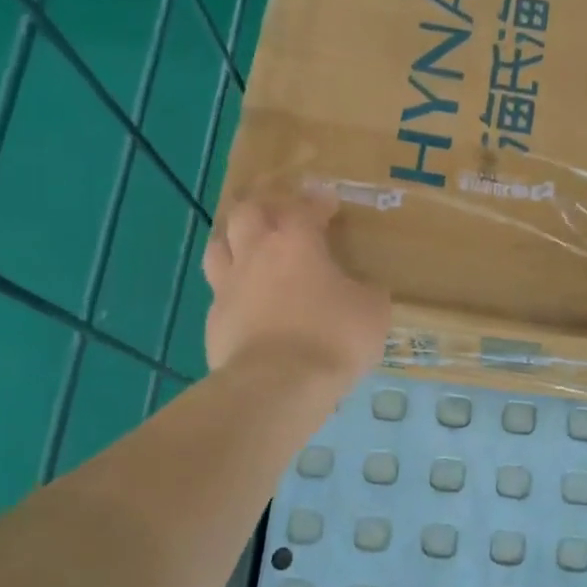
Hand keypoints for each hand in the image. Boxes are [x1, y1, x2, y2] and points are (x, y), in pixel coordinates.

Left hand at [202, 193, 390, 390]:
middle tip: (281, 217)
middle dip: (265, 208)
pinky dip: (233, 289)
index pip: (303, 207)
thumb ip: (366, 291)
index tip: (328, 203)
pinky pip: (219, 292)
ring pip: (219, 246)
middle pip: (247, 213)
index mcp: (295, 243)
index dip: (317, 201)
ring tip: (250, 249)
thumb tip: (363, 288)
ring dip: (235, 241)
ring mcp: (228, 287)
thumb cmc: (332, 338)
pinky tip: (246, 302)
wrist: (277, 385)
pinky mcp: (214, 321)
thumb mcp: (373, 311)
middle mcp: (256, 254)